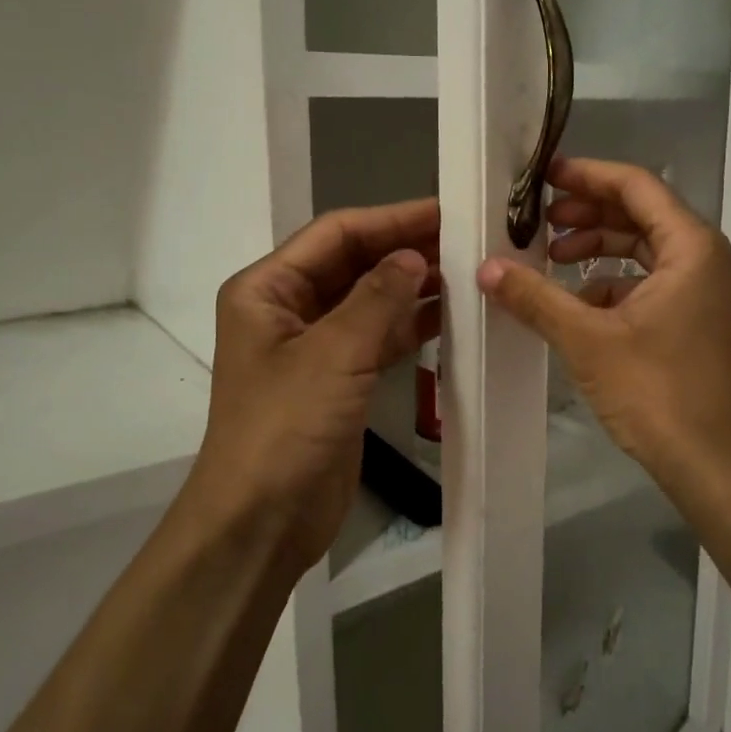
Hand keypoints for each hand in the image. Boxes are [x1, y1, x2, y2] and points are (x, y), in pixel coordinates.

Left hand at [190, 198, 438, 571]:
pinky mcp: (340, 379)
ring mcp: (315, 346)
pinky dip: (411, 325)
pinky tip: (451, 316)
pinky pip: (379, 337)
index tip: (446, 210)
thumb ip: (378, 298)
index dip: (392, 219)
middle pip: (354, 263)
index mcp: (268, 289)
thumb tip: (415, 256)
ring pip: (371, 300)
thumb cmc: (286, 427)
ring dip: (413, 286)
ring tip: (468, 272)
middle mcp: (289, 308)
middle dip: (405, 250)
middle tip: (467, 238)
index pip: (336, 234)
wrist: (262, 520)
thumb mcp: (335, 354)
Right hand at [476, 157, 730, 507]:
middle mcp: (706, 259)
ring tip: (551, 263)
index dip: (587, 176)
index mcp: (691, 247)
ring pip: (646, 253)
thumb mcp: (588, 340)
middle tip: (539, 223)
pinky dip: (615, 287)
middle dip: (588, 216)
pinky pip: (653, 286)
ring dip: (599, 252)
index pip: (637, 187)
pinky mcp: (699, 323)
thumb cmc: (659, 393)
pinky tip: (578, 306)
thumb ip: (536, 297)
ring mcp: (706, 293)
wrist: (718, 465)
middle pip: (641, 216)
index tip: (543, 177)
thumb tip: (486, 267)